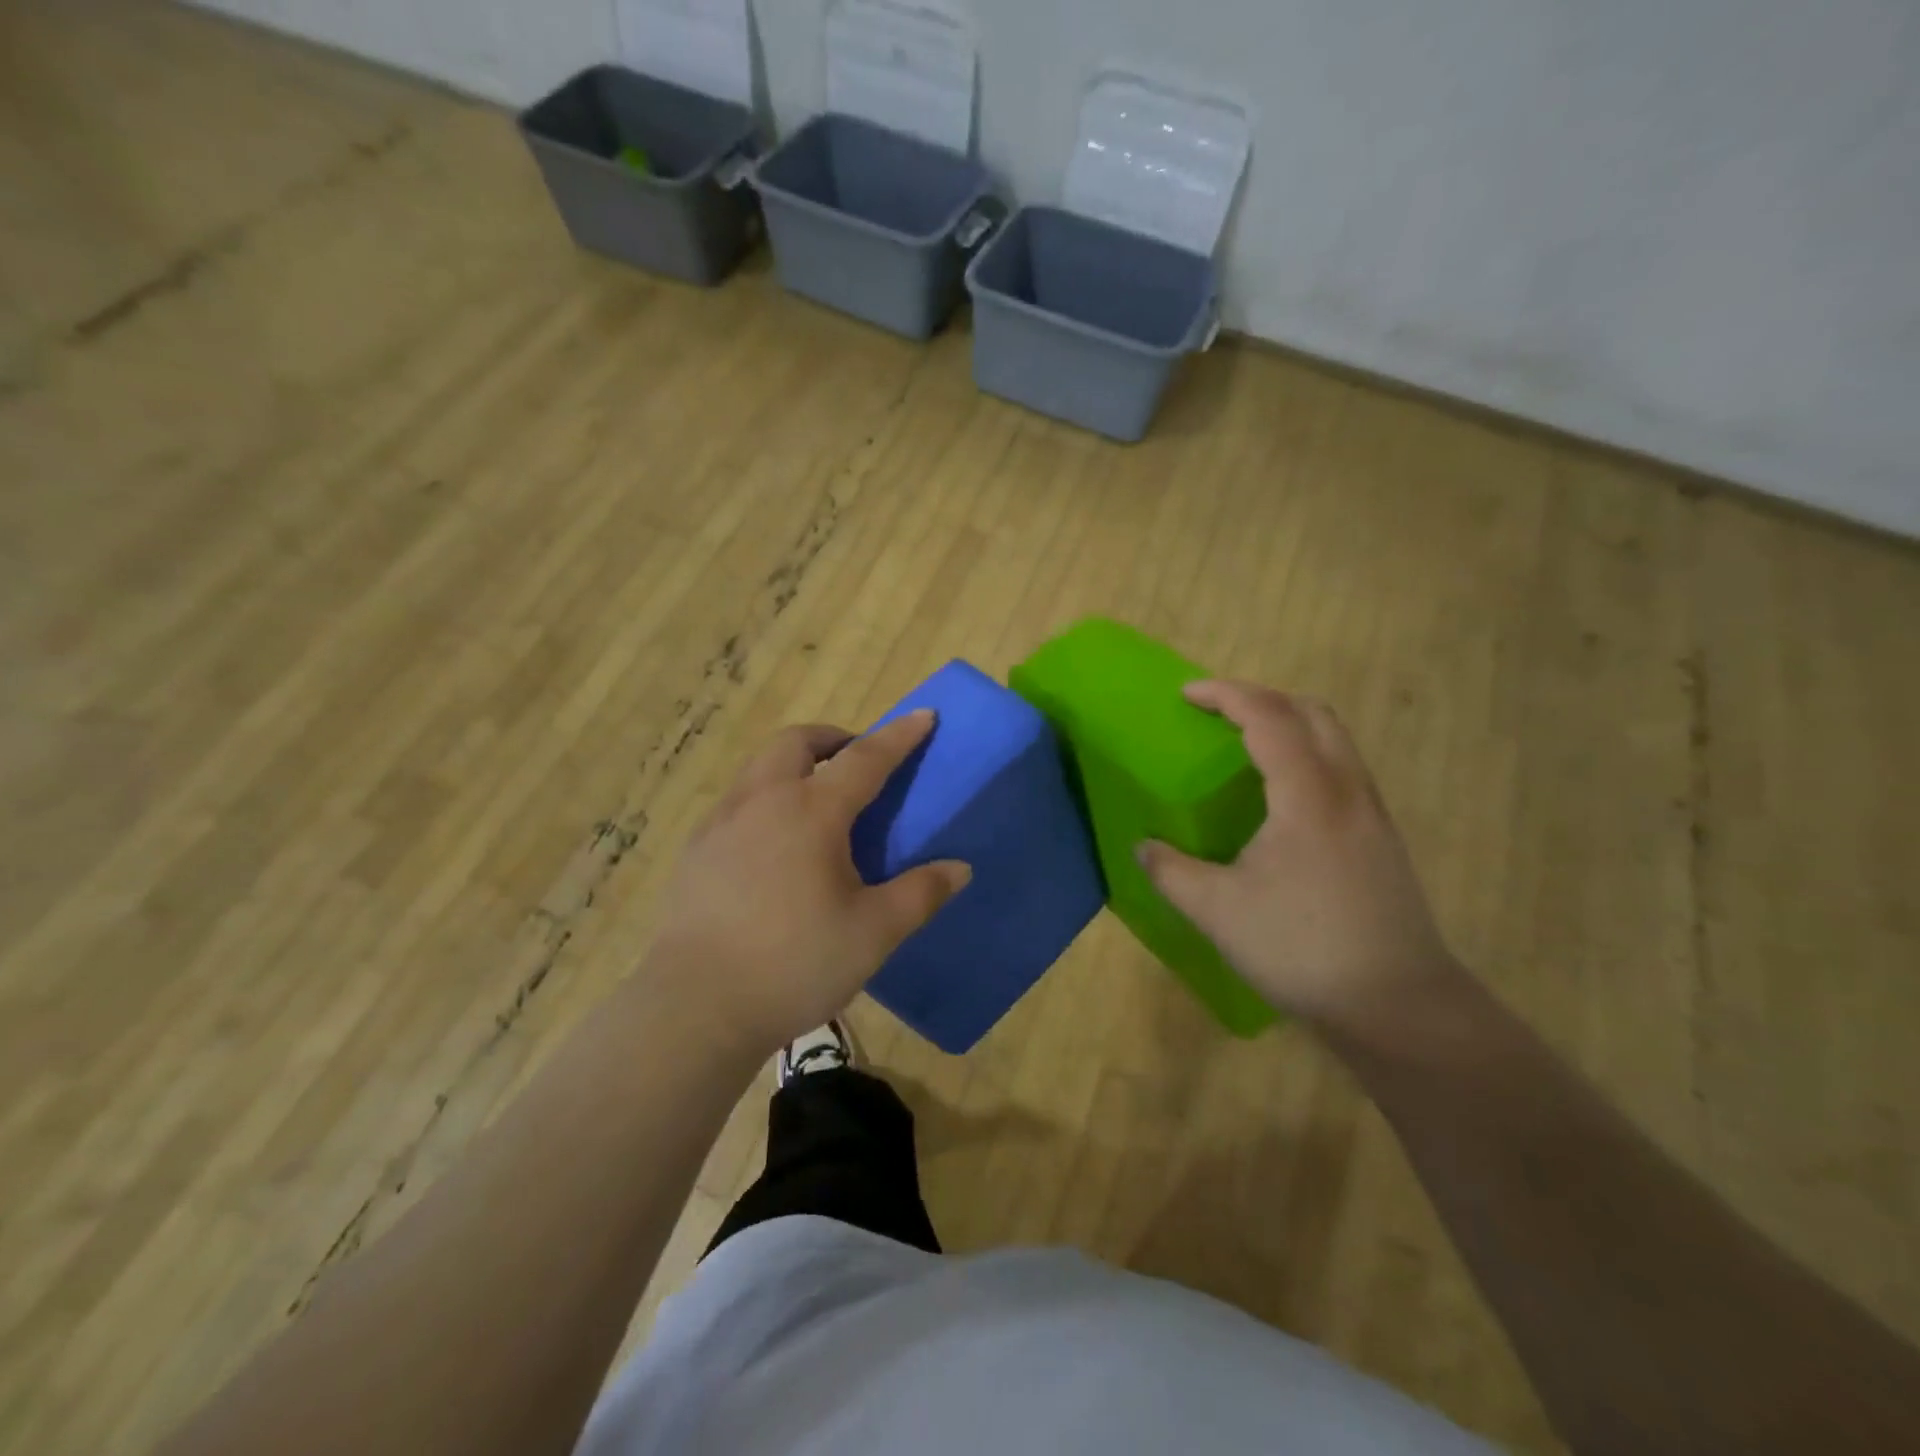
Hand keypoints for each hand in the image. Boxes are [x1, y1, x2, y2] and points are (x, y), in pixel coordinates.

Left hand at [641, 711, 971, 1057]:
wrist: (696, 1007)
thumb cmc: (794, 963)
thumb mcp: (873, 933)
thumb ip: (920, 894)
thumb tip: (959, 868)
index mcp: (812, 812)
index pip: (865, 759)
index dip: (899, 736)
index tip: (924, 715)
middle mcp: (763, 801)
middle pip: (796, 742)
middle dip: (833, 738)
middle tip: (856, 758)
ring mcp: (721, 824)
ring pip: (760, 767)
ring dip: (794, 764)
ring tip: (817, 800)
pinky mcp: (696, 852)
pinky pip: (737, 802)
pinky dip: (766, 798)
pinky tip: (774, 845)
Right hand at [1137, 681, 1462, 1033]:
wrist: (1398, 1005)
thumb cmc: (1302, 948)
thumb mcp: (1217, 911)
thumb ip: (1171, 871)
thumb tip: (1144, 848)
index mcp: (1307, 795)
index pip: (1268, 717)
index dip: (1226, 695)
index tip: (1187, 695)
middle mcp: (1348, 790)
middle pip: (1313, 713)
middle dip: (1262, 699)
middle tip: (1218, 714)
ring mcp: (1373, 814)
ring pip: (1336, 740)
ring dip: (1290, 725)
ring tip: (1246, 747)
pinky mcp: (1382, 840)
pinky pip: (1343, 770)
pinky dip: (1308, 755)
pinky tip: (1282, 799)